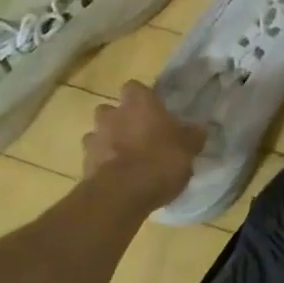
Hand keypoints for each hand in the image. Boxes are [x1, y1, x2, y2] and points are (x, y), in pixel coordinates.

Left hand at [82, 82, 204, 206]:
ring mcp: (95, 138)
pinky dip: (102, 164)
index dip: (142, 98)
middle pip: (111, 109)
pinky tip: (117, 178)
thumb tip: (198, 129)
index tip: (153, 111)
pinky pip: (94, 158)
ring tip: (125, 159)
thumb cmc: (159, 161)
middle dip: (120, 120)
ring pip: (99, 133)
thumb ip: (192, 136)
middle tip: (138, 135)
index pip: (135, 87)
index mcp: (139, 103)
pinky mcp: (84, 164)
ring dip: (108, 142)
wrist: (121, 194)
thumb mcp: (188, 149)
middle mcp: (113, 114)